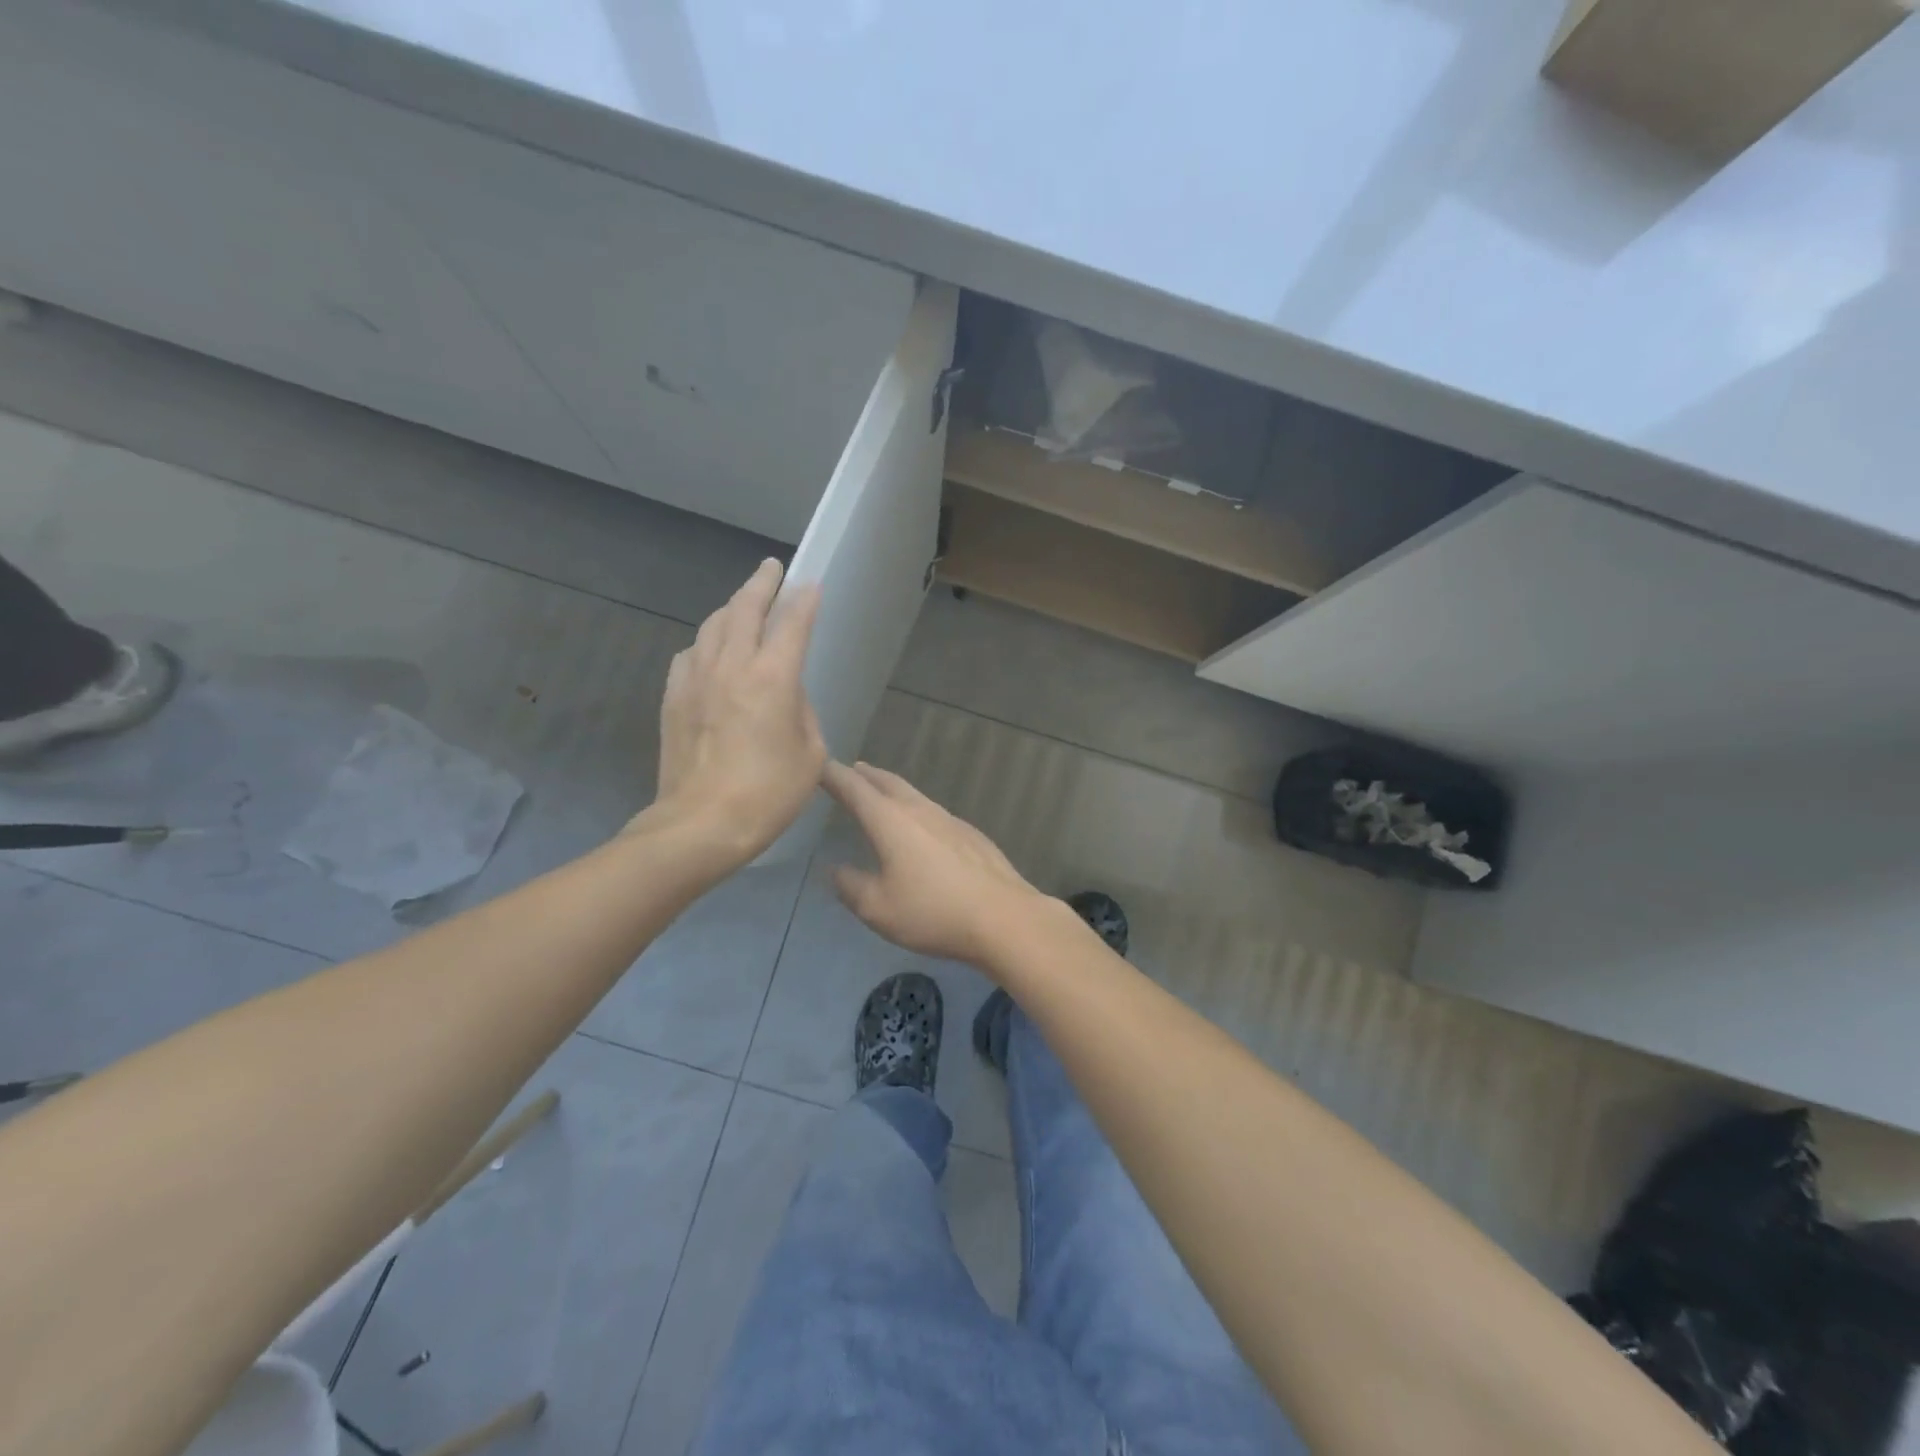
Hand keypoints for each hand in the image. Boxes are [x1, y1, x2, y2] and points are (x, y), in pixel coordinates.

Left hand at [646, 559, 824, 863]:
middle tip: (771, 568)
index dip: (804, 600)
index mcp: (773, 678)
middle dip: (761, 583)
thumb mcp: (810, 756)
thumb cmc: (768, 794)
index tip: (810, 583)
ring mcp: (696, 679)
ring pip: (712, 625)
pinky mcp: (672, 697)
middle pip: (744, 609)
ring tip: (742, 604)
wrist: (701, 824)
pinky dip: (705, 642)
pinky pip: (690, 653)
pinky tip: (710, 650)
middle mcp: (732, 666)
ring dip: (730, 608)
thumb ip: (802, 714)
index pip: (791, 623)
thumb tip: (786, 697)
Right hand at [823, 760, 1048, 964]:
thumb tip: (836, 870)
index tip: (818, 765)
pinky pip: (935, 813)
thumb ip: (851, 886)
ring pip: (915, 795)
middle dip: (866, 775)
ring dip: (893, 790)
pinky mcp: (971, 835)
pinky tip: (922, 829)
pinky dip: (918, 811)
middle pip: (888, 783)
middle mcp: (920, 810)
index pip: (854, 789)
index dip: (833, 776)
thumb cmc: (933, 912)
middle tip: (852, 770)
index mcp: (891, 821)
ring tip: (882, 794)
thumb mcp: (878, 908)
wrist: (1003, 917)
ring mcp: (950, 820)